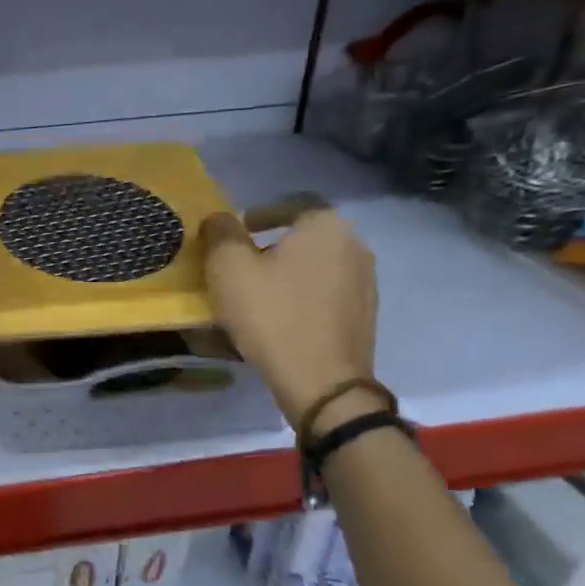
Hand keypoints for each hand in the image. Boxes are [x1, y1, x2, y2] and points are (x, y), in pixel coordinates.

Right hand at [200, 206, 378, 427]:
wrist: (322, 381)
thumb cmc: (272, 315)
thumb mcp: (228, 268)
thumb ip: (220, 233)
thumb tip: (219, 220)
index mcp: (326, 225)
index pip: (292, 204)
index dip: (260, 214)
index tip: (235, 233)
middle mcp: (354, 246)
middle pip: (304, 237)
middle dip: (270, 248)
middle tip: (238, 267)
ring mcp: (365, 283)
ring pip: (315, 267)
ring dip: (286, 275)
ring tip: (255, 296)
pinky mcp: (363, 316)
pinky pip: (324, 295)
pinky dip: (300, 299)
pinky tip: (278, 320)